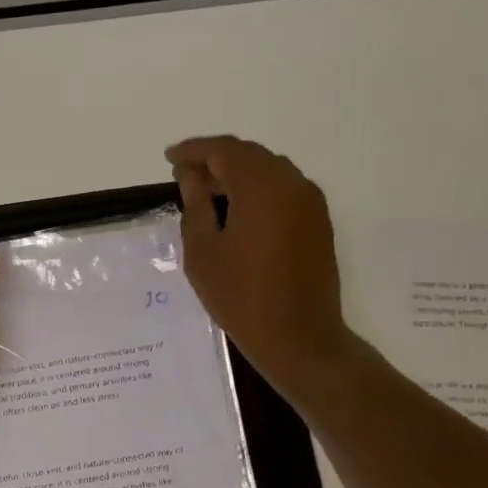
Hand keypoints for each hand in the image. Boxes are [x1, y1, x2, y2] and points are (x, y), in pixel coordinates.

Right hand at [167, 135, 355, 399]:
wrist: (299, 337)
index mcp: (261, 187)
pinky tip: (237, 212)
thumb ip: (195, 205)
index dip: (193, 150)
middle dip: (215, 160)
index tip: (169, 158)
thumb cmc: (241, 296)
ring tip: (207, 193)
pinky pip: (283, 190)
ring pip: (269, 171)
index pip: (224, 150)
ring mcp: (310, 202)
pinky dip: (257, 191)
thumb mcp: (203, 252)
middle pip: (249, 156)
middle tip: (184, 175)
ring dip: (237, 175)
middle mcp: (292, 183)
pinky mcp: (318, 222)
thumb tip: (191, 177)